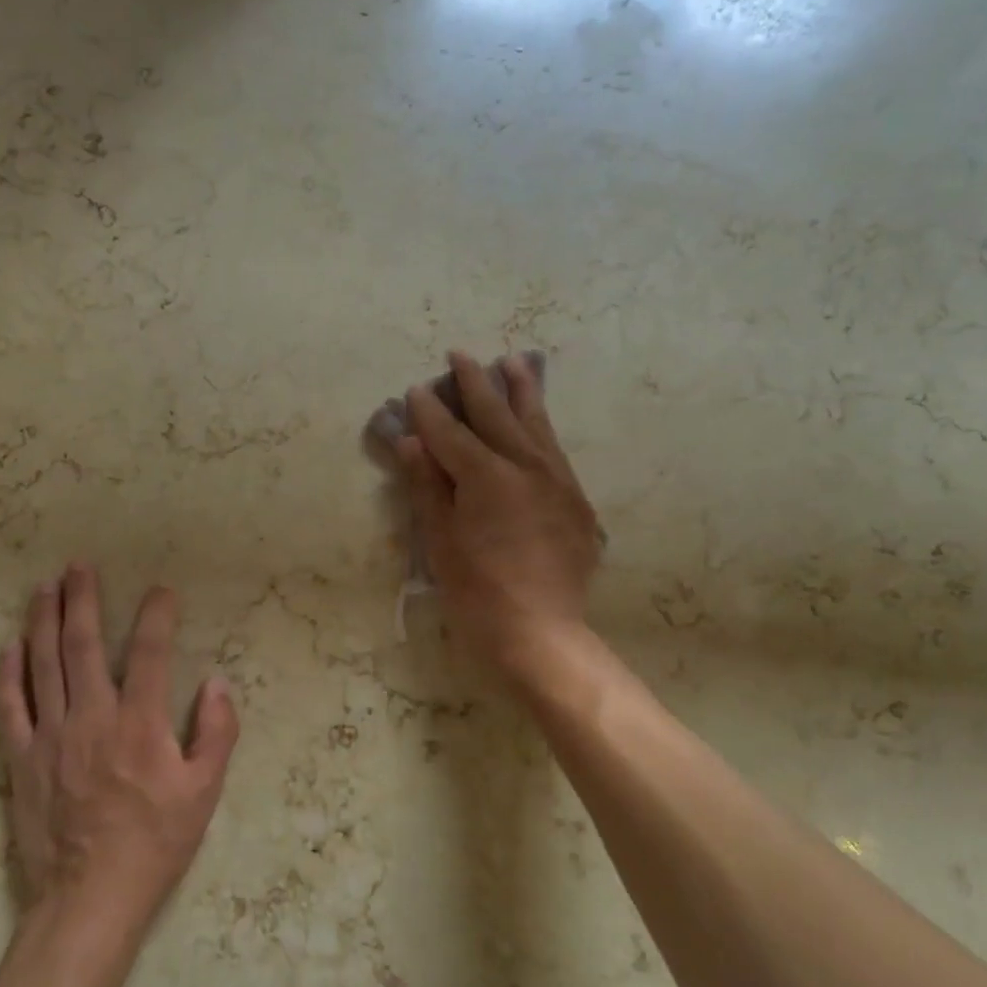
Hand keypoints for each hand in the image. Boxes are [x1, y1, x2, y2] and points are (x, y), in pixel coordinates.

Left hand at [0, 564, 239, 936]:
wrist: (90, 898)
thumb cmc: (155, 844)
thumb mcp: (204, 793)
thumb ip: (217, 734)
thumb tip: (219, 683)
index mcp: (140, 723)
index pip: (151, 653)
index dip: (157, 615)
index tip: (161, 590)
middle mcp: (92, 717)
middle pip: (83, 644)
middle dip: (82, 599)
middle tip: (79, 566)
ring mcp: (51, 736)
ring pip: (43, 665)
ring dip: (42, 621)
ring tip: (44, 586)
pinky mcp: (22, 759)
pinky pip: (9, 707)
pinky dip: (7, 673)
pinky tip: (10, 646)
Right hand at [396, 351, 600, 687]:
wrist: (540, 631)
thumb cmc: (477, 592)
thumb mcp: (440, 540)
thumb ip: (427, 486)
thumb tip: (411, 442)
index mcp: (486, 476)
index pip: (450, 433)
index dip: (429, 412)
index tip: (416, 389)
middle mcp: (526, 466)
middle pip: (495, 415)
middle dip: (474, 384)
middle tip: (460, 355)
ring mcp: (556, 480)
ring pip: (535, 423)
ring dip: (521, 390)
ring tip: (512, 362)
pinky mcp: (575, 499)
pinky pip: (555, 449)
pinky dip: (542, 426)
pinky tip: (537, 418)